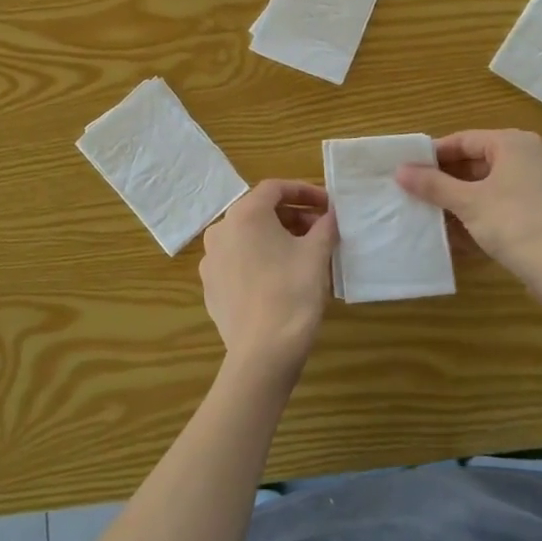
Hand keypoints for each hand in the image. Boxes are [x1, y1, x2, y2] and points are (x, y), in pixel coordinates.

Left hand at [200, 180, 337, 381]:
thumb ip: (325, 226)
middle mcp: (220, 230)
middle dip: (293, 216)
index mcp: (245, 214)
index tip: (327, 205)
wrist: (263, 352)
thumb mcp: (317, 254)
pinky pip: (238, 261)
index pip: (275, 188)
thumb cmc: (293, 293)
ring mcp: (211, 260)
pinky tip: (281, 277)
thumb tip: (331, 215)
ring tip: (304, 253)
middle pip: (259, 211)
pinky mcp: (211, 286)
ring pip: (248, 237)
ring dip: (276, 237)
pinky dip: (260, 259)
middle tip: (320, 230)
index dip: (304, 191)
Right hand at [395, 130, 541, 287]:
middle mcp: (529, 157)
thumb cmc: (513, 223)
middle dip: (446, 179)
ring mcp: (538, 185)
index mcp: (513, 144)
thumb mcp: (467, 202)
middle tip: (415, 191)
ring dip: (460, 198)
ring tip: (430, 212)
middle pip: (477, 162)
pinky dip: (479, 213)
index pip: (464, 140)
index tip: (408, 168)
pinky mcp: (541, 212)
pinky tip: (457, 232)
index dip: (434, 154)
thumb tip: (400, 171)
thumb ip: (433, 185)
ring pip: (489, 185)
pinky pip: (502, 204)